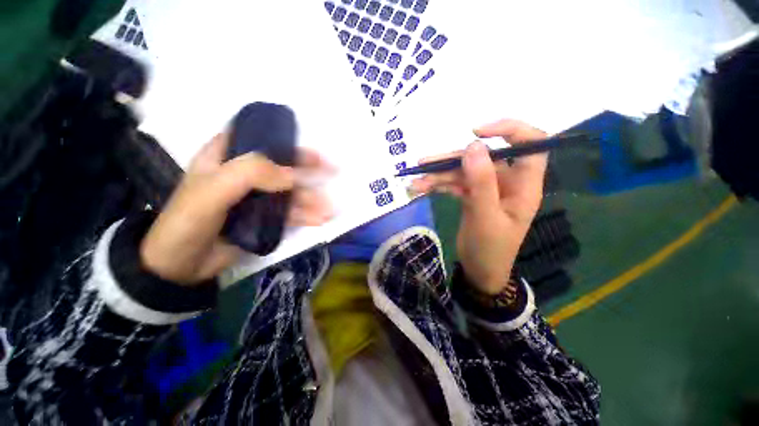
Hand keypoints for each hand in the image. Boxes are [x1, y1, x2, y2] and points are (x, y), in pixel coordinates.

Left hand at [140, 133, 333, 284]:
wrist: (181, 266)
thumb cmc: (188, 222)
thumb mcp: (212, 191)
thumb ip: (250, 175)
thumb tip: (292, 175)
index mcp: (225, 157)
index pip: (255, 135)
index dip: (280, 134)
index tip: (304, 139)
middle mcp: (244, 173)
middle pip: (282, 164)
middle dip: (307, 169)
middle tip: (332, 170)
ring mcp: (256, 196)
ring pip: (290, 191)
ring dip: (311, 198)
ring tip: (328, 208)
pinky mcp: (264, 216)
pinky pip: (290, 211)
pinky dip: (306, 215)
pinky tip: (319, 219)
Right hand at [411, 120, 547, 293]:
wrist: (479, 271)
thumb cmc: (490, 249)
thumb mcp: (485, 217)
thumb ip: (481, 182)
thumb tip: (474, 146)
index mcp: (523, 185)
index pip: (531, 144)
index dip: (509, 130)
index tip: (476, 134)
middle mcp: (506, 182)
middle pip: (482, 159)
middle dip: (452, 160)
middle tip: (425, 164)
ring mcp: (487, 189)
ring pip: (463, 172)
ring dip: (439, 175)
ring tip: (416, 182)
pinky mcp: (472, 196)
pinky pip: (455, 184)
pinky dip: (438, 185)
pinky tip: (422, 188)